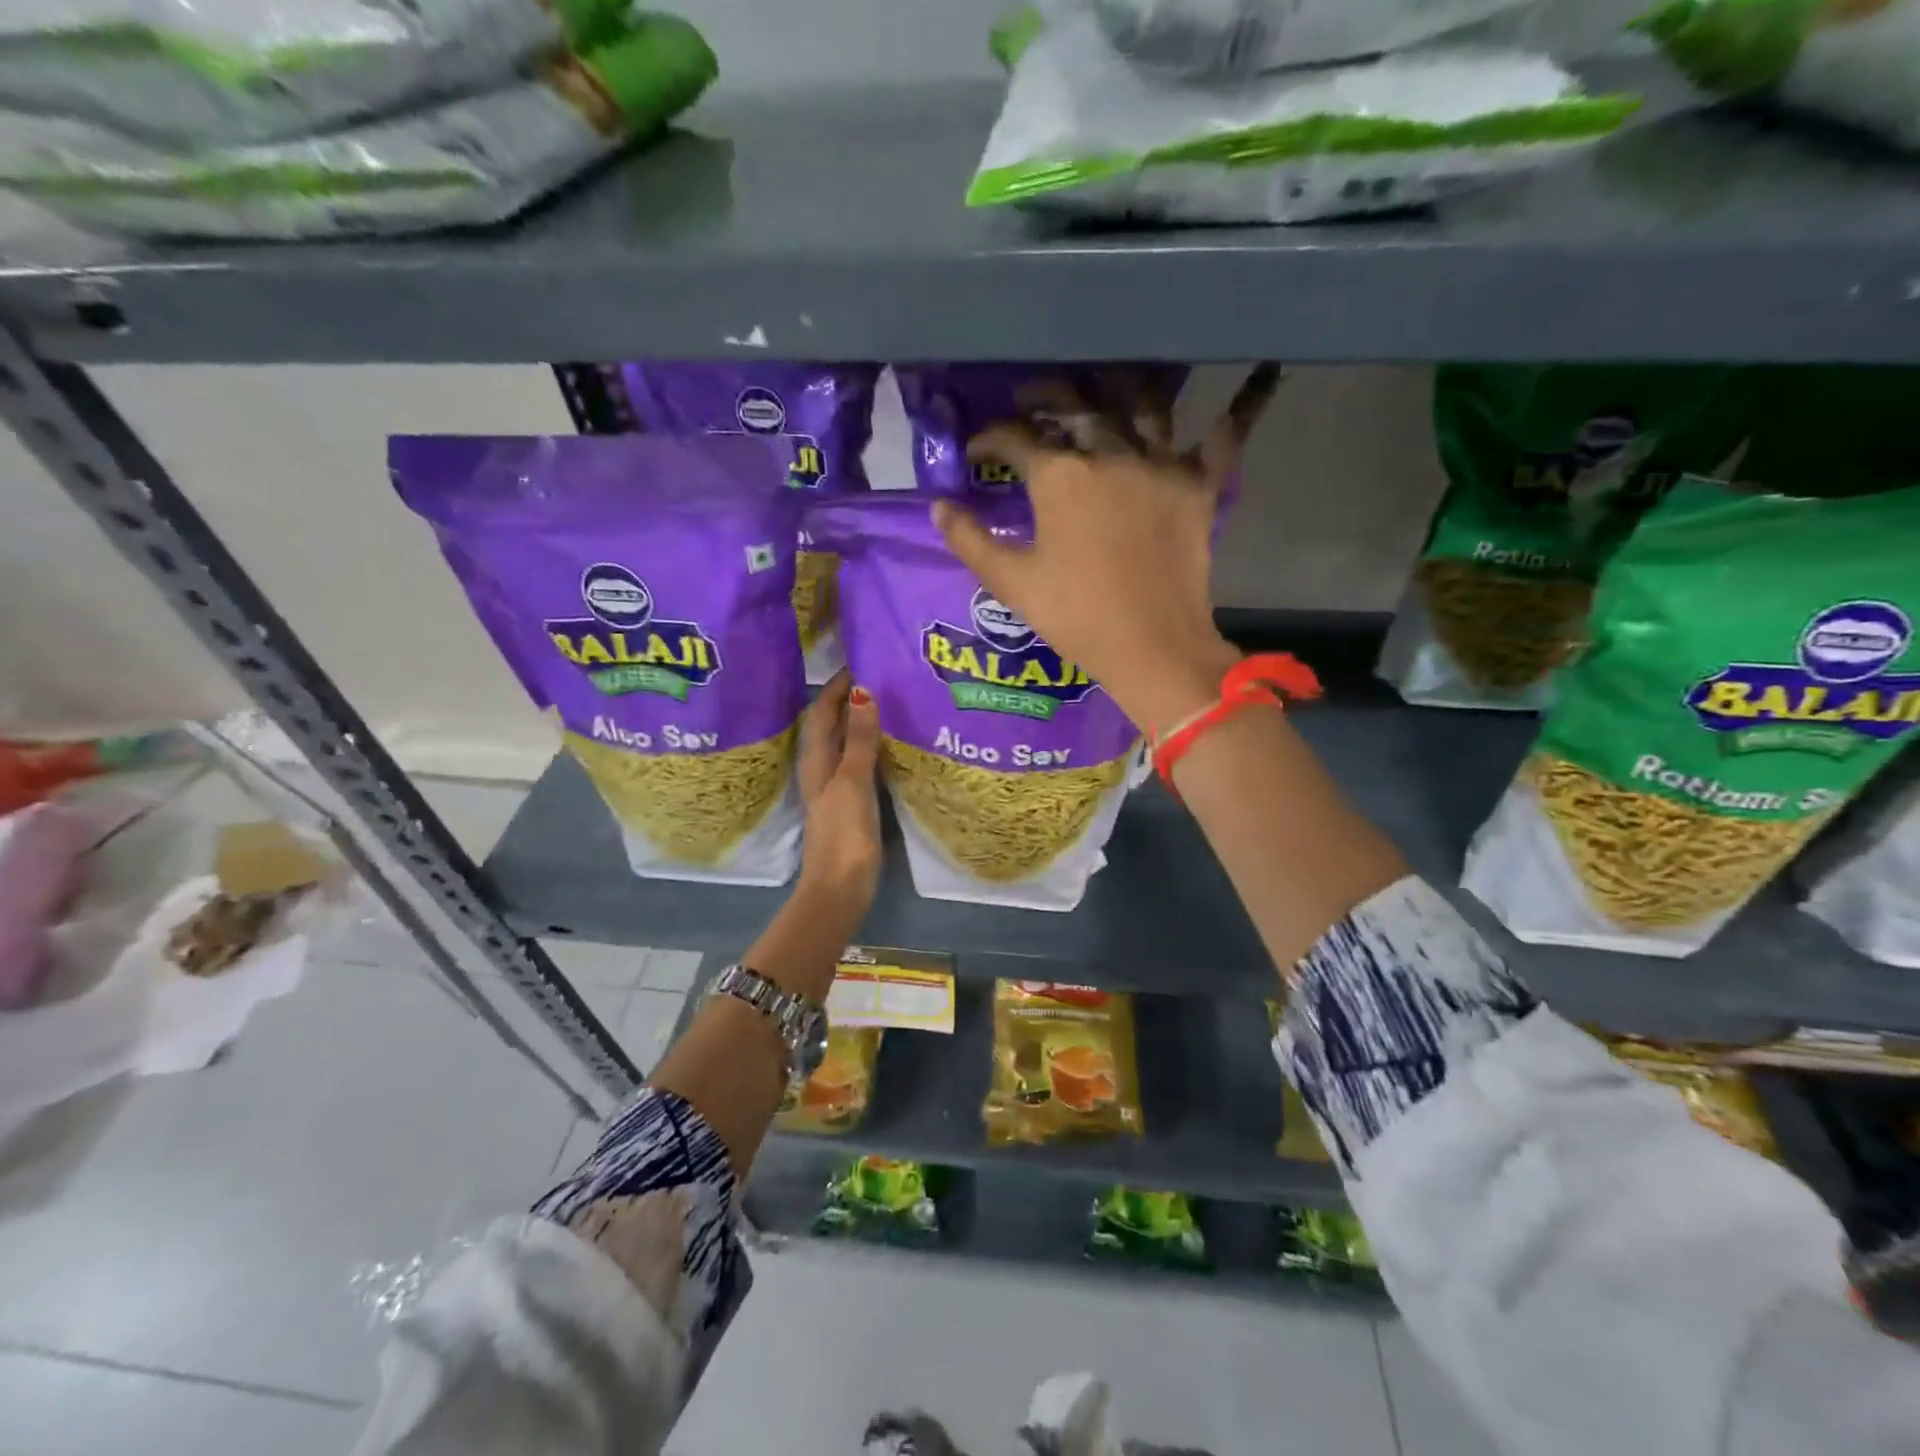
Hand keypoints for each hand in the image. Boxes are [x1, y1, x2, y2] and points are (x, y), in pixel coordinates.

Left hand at [796, 670, 882, 908]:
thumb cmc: (844, 832)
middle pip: (832, 724)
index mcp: (816, 760)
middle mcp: (821, 768)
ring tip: (892, 702)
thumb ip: (859, 739)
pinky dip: (871, 747)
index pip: (821, 711)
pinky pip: (860, 763)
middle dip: (851, 699)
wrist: (841, 887)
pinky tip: (893, 745)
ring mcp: (836, 787)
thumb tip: (863, 692)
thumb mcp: (853, 781)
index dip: (837, 686)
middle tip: (882, 677)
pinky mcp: (851, 803)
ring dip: (862, 722)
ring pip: (846, 743)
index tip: (862, 661)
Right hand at [932, 364, 1280, 737]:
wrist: (1152, 648)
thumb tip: (938, 506)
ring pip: (1142, 404)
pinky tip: (1259, 374)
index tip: (977, 450)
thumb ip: (969, 541)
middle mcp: (1110, 453)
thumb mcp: (1011, 583)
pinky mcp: (1199, 485)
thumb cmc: (1075, 617)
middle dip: (1046, 394)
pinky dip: (1237, 408)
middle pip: (1075, 404)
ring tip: (1102, 382)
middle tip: (1031, 399)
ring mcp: (1161, 464)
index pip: (1015, 437)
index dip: (989, 438)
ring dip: (1118, 386)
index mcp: (1059, 477)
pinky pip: (1222, 437)